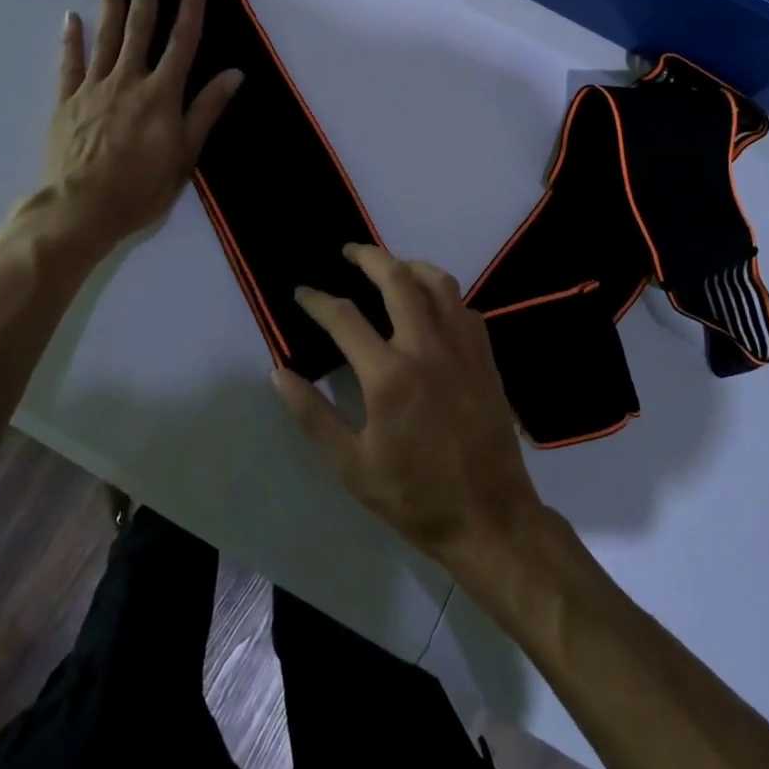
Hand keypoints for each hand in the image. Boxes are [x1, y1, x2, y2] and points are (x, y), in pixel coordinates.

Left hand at [35, 0, 241, 258]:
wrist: (81, 208)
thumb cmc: (141, 187)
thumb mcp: (186, 154)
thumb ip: (206, 110)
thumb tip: (234, 74)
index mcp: (161, 94)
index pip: (182, 43)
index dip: (191, 10)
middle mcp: (128, 80)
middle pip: (139, 27)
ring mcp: (93, 88)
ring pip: (105, 35)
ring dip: (111, 0)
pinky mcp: (66, 101)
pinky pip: (69, 63)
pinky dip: (71, 38)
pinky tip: (72, 16)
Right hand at [271, 245, 544, 572]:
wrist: (489, 517)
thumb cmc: (414, 496)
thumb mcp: (352, 466)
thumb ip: (313, 415)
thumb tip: (279, 373)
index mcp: (389, 375)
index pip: (344, 318)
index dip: (318, 300)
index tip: (303, 292)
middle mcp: (427, 347)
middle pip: (397, 279)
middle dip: (368, 256)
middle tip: (348, 252)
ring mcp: (462, 348)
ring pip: (438, 282)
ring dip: (410, 265)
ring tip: (391, 266)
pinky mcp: (485, 357)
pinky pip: (464, 307)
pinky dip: (443, 294)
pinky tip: (431, 305)